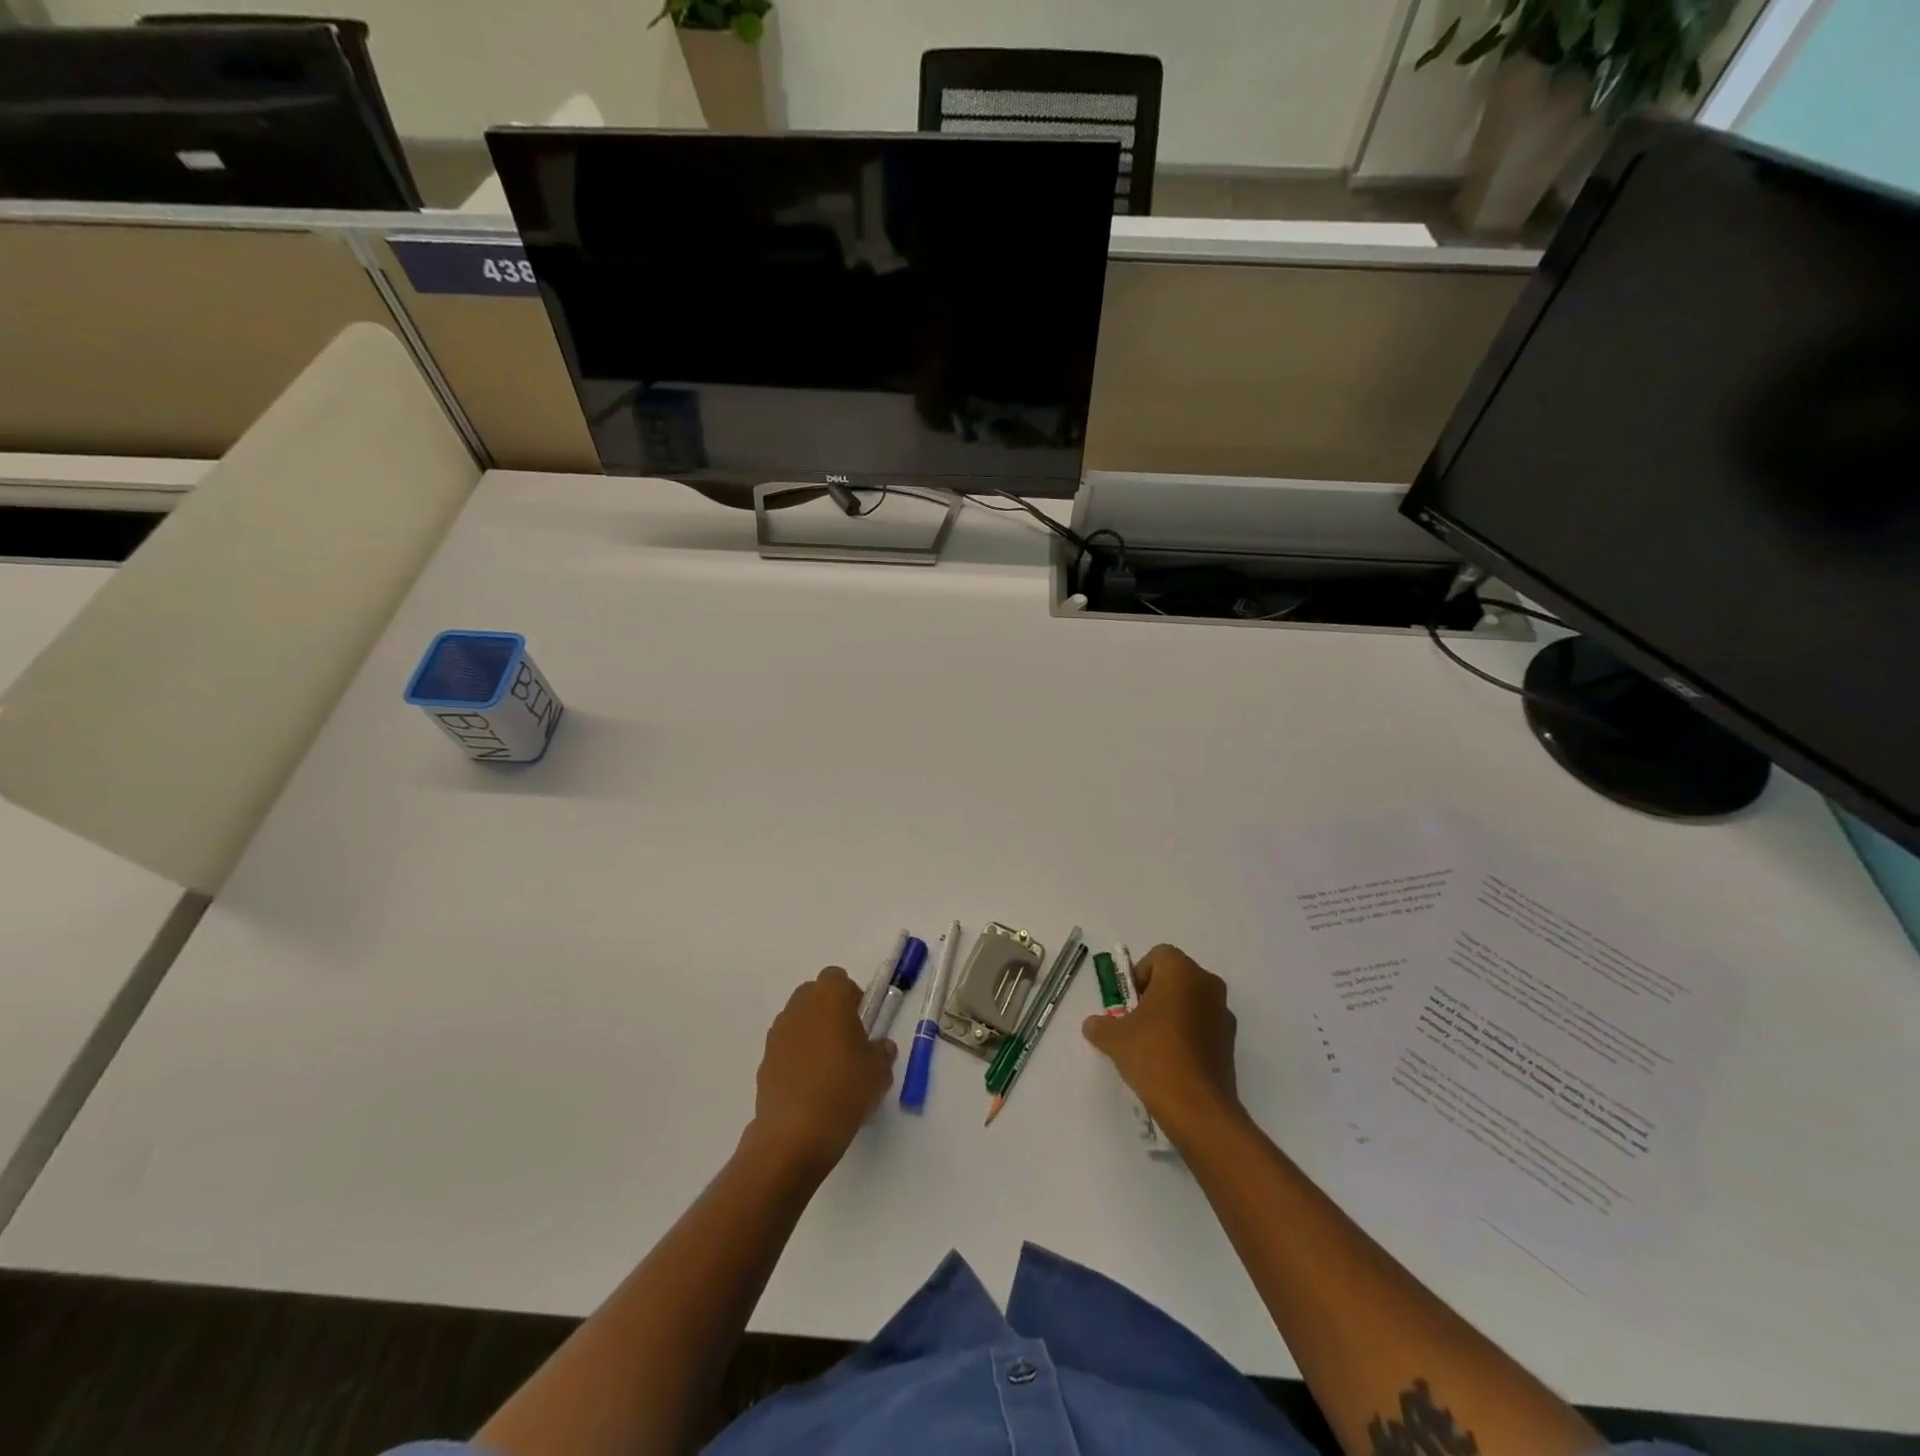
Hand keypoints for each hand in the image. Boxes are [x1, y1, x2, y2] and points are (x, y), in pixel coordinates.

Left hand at [748, 967, 896, 1174]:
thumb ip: (882, 1051)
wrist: (795, 1134)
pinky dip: (796, 1056)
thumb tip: (880, 1047)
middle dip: (829, 1010)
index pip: (837, 978)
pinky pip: (786, 1046)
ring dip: (811, 1032)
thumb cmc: (844, 1090)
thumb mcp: (879, 1071)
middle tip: (847, 1041)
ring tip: (828, 1066)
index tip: (861, 1021)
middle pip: (814, 995)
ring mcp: (778, 1033)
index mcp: (829, 998)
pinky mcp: (765, 1060)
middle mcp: (799, 1007)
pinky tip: (809, 1086)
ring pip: (798, 1020)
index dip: (851, 995)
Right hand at [1082, 944, 1240, 1136]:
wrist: (1196, 1106)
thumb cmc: (1153, 1054)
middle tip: (1137, 1021)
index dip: (1139, 975)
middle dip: (1156, 994)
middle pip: (1177, 977)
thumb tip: (1092, 1025)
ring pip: (1192, 1002)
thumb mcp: (1114, 1038)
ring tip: (1153, 1045)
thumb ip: (1101, 1025)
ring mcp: (1224, 1014)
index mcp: (1182, 972)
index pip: (1158, 956)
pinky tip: (1173, 1062)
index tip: (1128, 1003)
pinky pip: (1204, 1026)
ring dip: (1174, 1014)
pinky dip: (1189, 1035)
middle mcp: (1208, 985)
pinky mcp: (1231, 1043)